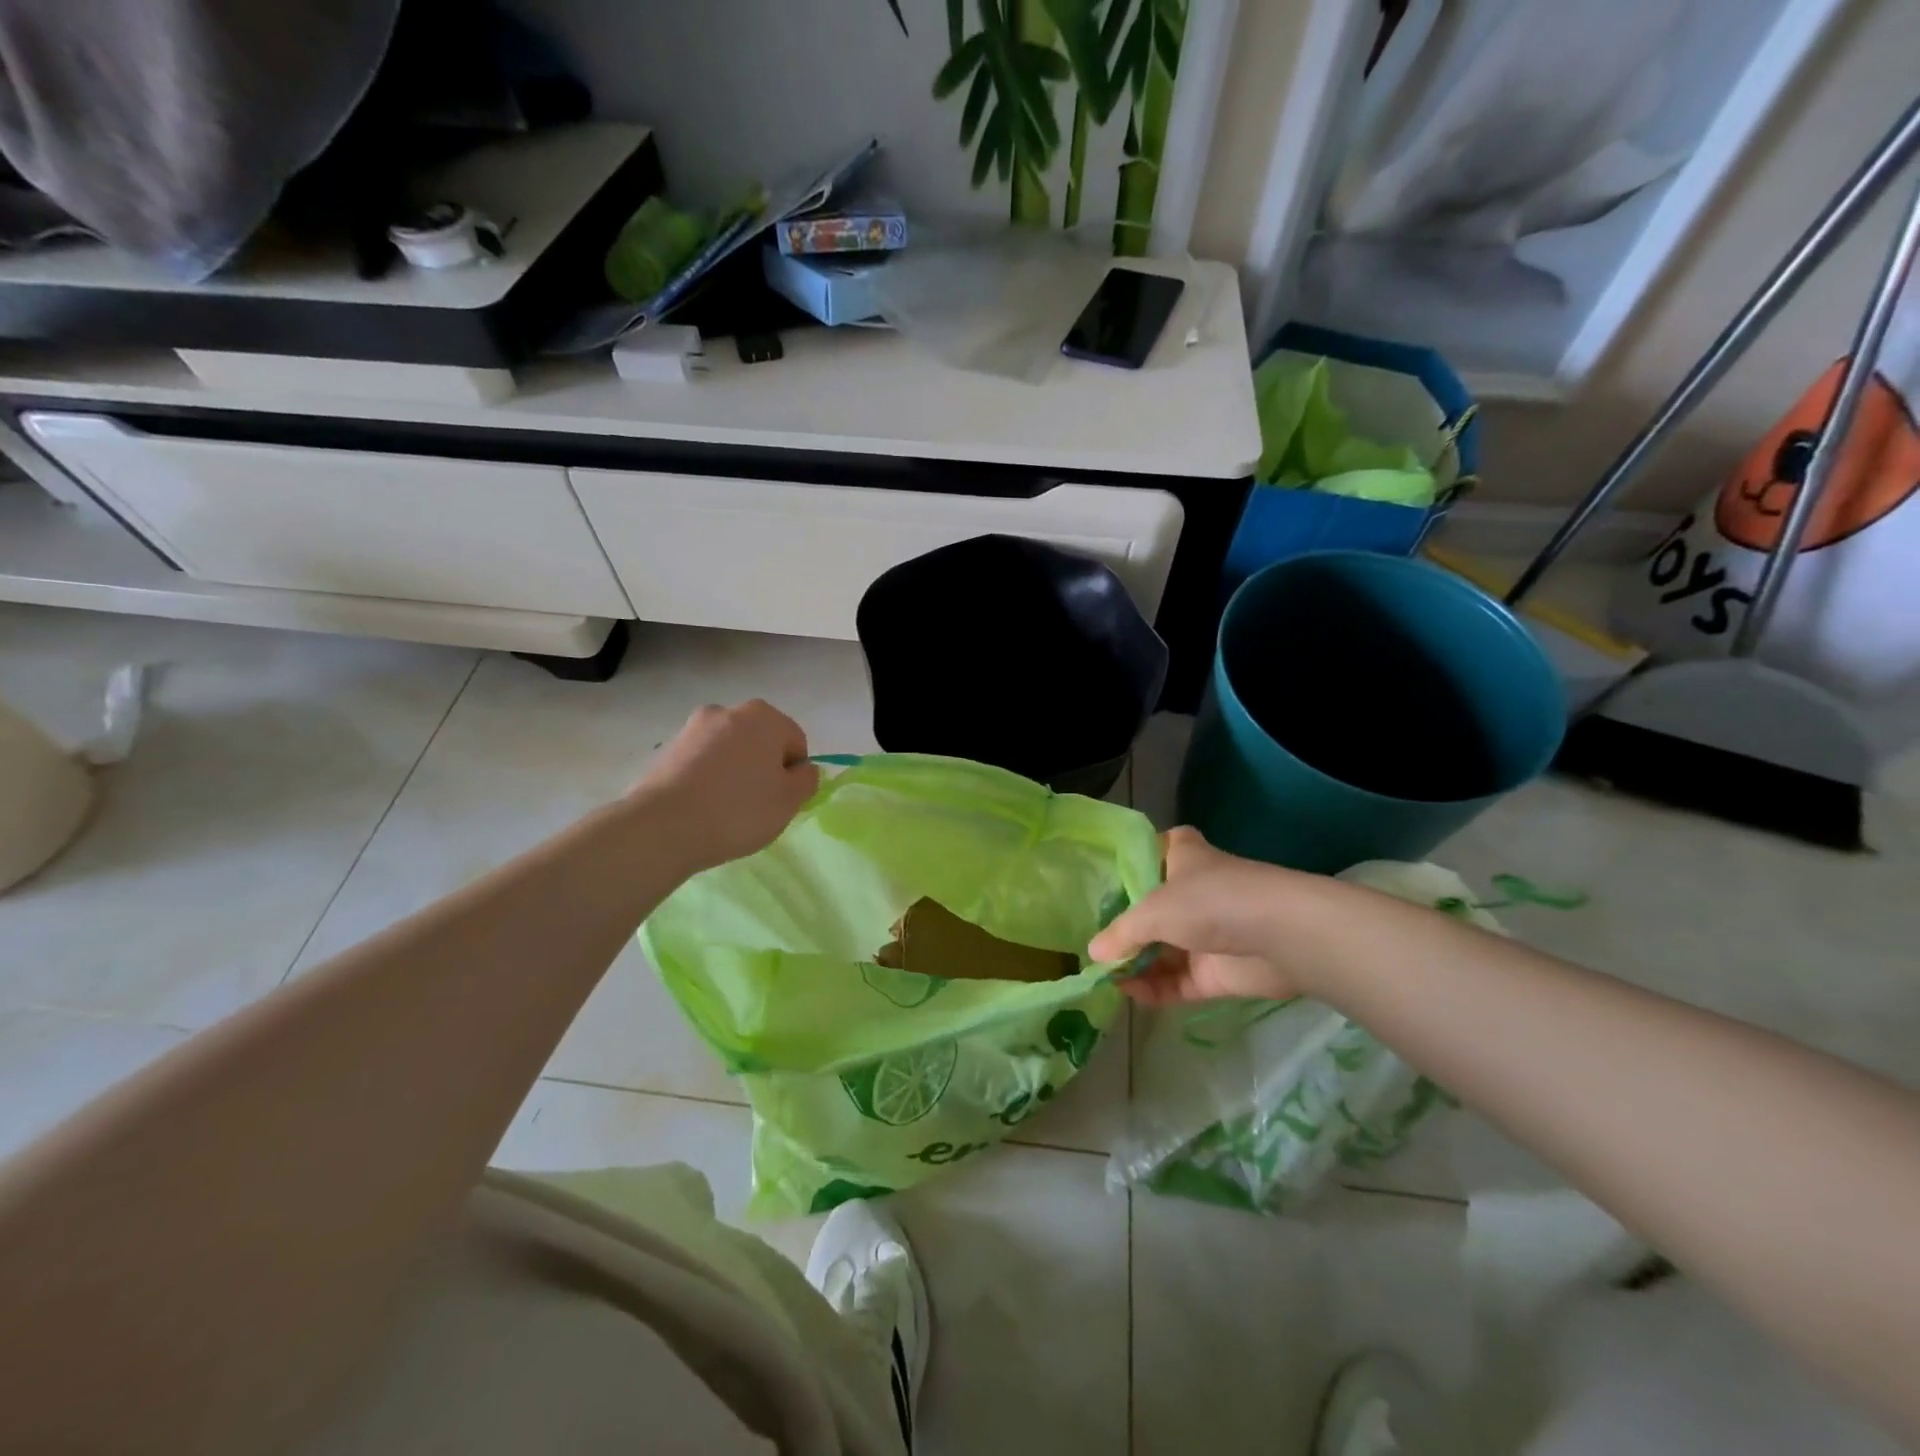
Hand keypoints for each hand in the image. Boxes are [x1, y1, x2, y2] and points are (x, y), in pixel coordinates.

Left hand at [631, 701, 817, 871]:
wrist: (664, 826)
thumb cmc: (739, 810)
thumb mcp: (790, 801)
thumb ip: (807, 780)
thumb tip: (802, 769)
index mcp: (763, 717)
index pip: (795, 741)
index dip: (794, 772)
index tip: (782, 799)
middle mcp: (727, 712)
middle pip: (760, 741)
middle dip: (763, 767)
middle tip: (757, 804)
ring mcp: (692, 728)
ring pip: (729, 750)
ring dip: (734, 771)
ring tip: (726, 808)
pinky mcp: (667, 749)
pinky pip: (701, 762)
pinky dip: (708, 778)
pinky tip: (702, 807)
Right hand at [1088, 827, 1321, 1006]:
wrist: (1281, 936)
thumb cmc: (1210, 901)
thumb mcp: (1153, 910)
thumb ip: (1121, 933)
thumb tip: (1093, 954)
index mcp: (1183, 858)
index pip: (1157, 850)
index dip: (1135, 863)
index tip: (1106, 881)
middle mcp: (1194, 892)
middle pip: (1153, 908)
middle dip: (1126, 927)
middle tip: (1093, 943)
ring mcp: (1207, 933)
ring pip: (1164, 949)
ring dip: (1137, 963)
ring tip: (1103, 977)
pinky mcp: (1217, 971)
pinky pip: (1178, 981)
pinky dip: (1155, 988)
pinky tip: (1129, 994)